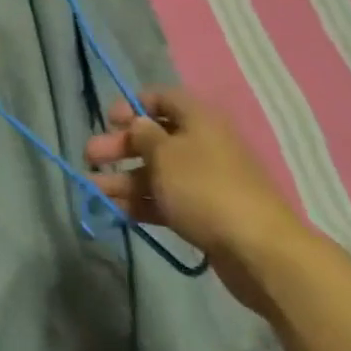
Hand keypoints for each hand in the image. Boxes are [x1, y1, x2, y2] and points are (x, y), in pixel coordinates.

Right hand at [85, 88, 305, 314]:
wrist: (260, 251)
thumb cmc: (205, 188)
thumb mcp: (165, 154)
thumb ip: (143, 134)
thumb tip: (138, 123)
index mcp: (198, 120)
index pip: (162, 98)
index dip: (133, 105)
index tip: (109, 121)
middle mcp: (203, 145)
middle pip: (154, 137)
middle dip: (120, 146)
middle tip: (90, 156)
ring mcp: (204, 181)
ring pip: (157, 172)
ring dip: (123, 178)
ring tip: (92, 188)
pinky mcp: (204, 213)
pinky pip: (166, 200)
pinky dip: (141, 202)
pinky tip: (114, 209)